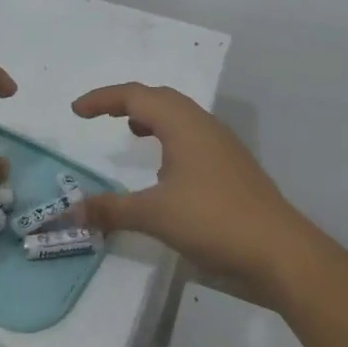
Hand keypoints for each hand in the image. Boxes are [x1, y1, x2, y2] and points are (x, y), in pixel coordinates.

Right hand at [72, 83, 319, 301]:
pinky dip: (169, 138)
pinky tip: (164, 168)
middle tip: (100, 115)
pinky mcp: (231, 167)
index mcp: (183, 124)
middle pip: (160, 98)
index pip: (136, 95)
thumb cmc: (213, 221)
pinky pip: (192, 137)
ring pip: (180, 116)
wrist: (278, 251)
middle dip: (127, 101)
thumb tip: (69, 210)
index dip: (103, 99)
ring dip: (152, 117)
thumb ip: (110, 209)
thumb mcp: (154, 214)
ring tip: (131, 132)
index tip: (77, 111)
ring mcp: (222, 146)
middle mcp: (204, 125)